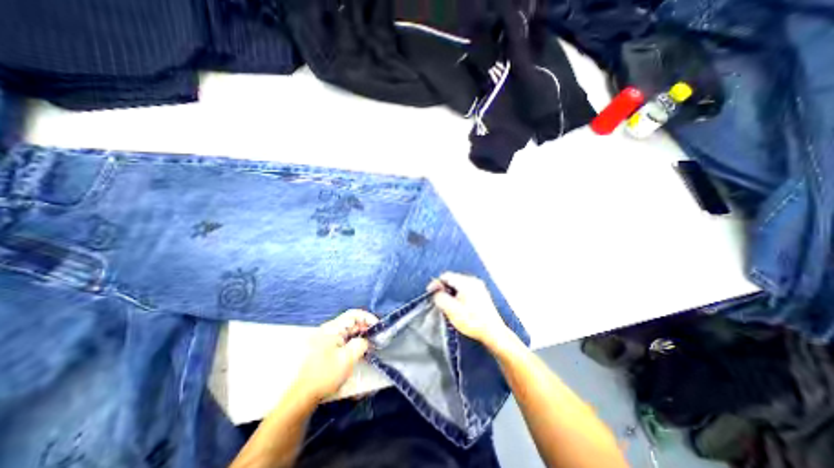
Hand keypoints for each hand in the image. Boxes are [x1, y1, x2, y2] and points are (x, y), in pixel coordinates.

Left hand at [292, 308, 377, 403]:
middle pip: (351, 322)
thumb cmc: (326, 375)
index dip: (368, 318)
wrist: (304, 395)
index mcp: (332, 328)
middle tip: (377, 337)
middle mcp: (329, 330)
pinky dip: (354, 342)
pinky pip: (344, 339)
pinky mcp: (327, 348)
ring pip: (348, 331)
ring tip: (371, 344)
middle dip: (365, 327)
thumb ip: (361, 344)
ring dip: (360, 335)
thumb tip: (366, 340)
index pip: (354, 314)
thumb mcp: (348, 359)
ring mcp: (327, 338)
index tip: (378, 327)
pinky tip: (360, 351)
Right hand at [429, 272, 514, 345]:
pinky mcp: (482, 294)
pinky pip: (465, 290)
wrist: (493, 333)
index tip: (430, 293)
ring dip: (450, 292)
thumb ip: (440, 297)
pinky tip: (457, 306)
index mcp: (466, 282)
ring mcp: (479, 287)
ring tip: (446, 304)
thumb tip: (436, 292)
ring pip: (458, 285)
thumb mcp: (451, 310)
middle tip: (437, 299)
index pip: (446, 276)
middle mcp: (473, 281)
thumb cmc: (472, 321)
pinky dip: (458, 295)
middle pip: (452, 279)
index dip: (436, 283)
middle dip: (443, 288)